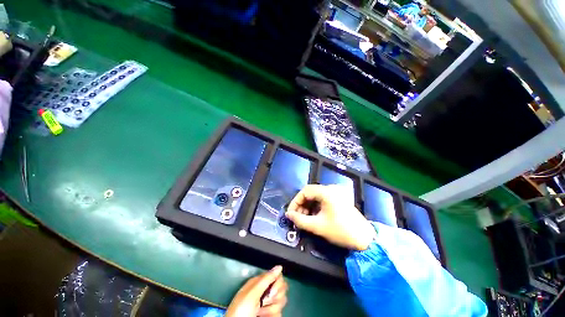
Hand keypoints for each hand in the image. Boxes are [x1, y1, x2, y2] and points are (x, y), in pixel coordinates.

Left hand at [225, 266, 287, 316]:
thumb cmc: (241, 310)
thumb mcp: (252, 293)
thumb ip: (266, 279)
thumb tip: (279, 266)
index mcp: (260, 282)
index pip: (277, 276)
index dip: (278, 283)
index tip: (271, 291)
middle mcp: (265, 291)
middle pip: (282, 288)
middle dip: (275, 297)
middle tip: (263, 303)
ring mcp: (267, 304)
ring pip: (281, 302)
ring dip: (272, 309)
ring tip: (260, 313)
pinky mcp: (270, 314)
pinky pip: (279, 313)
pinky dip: (273, 316)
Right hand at [285, 185, 375, 250]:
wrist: (365, 239)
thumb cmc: (340, 231)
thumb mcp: (317, 226)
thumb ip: (300, 220)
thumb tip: (288, 215)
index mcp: (327, 192)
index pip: (305, 191)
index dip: (295, 201)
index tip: (291, 213)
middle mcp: (331, 188)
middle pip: (310, 192)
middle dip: (302, 205)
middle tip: (298, 217)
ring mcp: (336, 192)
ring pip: (316, 196)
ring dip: (308, 206)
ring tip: (305, 218)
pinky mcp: (339, 198)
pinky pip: (323, 199)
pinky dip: (316, 206)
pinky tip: (314, 216)